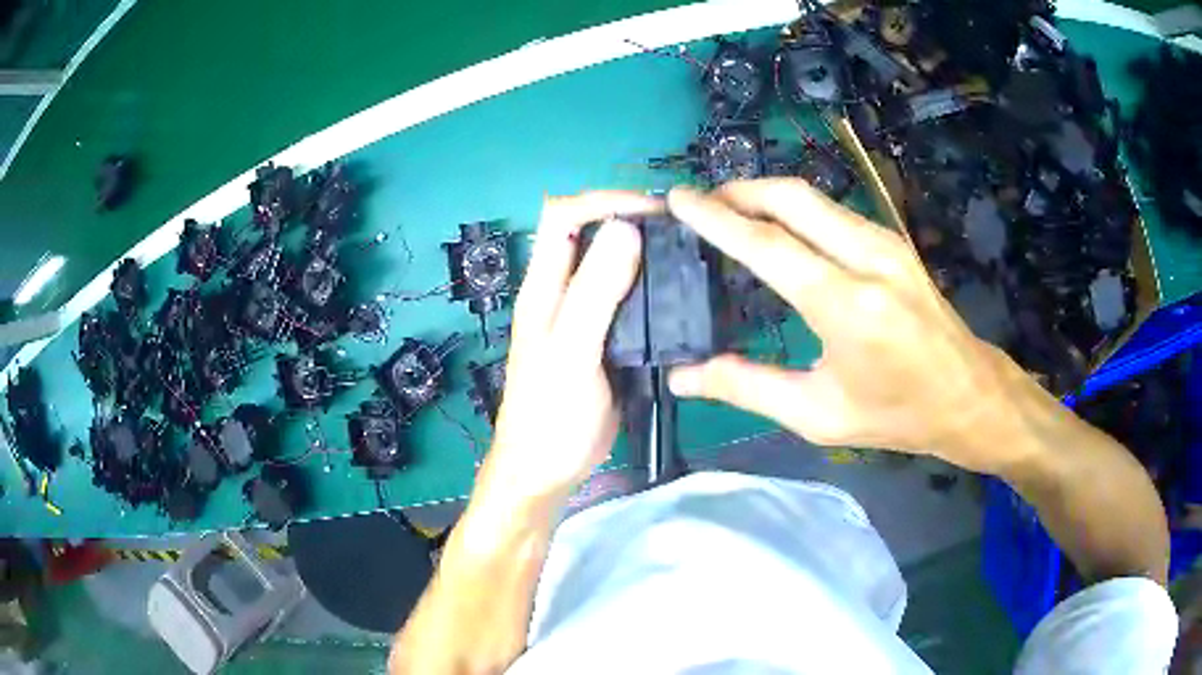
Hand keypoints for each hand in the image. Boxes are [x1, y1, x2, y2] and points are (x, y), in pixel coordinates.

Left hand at [482, 192, 660, 505]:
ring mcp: (584, 315)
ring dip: (646, 252)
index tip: (655, 211)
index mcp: (543, 287)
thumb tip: (625, 229)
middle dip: (631, 219)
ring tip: (688, 255)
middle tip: (682, 230)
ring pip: (613, 264)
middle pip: (590, 232)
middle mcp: (561, 291)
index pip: (565, 215)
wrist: (547, 469)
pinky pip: (629, 298)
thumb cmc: (551, 416)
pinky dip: (652, 286)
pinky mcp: (605, 339)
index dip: (605, 201)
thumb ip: (594, 293)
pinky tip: (680, 295)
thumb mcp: (571, 353)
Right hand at [666, 179, 1030, 472]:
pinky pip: (832, 210)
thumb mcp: (818, 415)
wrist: (968, 394)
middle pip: (791, 197)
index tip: (678, 199)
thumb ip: (747, 387)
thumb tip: (683, 376)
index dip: (717, 218)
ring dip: (765, 195)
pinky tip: (778, 228)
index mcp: (847, 305)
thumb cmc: (896, 415)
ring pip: (812, 196)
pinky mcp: (892, 241)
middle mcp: (868, 258)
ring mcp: (885, 242)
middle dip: (739, 191)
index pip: (768, 244)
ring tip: (730, 214)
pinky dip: (794, 208)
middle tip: (700, 204)